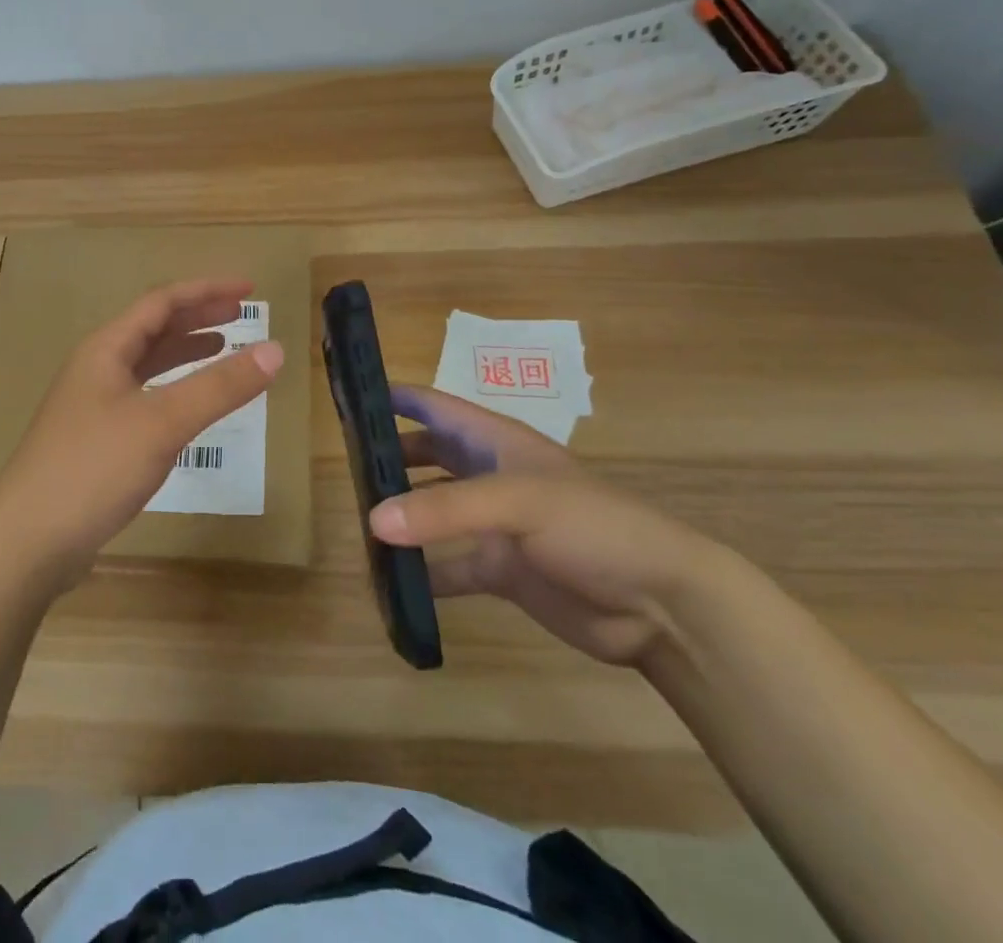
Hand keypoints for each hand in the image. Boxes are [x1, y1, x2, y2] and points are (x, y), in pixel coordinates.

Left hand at [0, 278, 283, 589]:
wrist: (27, 542)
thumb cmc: (93, 468)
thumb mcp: (162, 422)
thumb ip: (219, 386)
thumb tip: (276, 350)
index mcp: (106, 349)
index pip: (162, 302)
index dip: (206, 290)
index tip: (249, 289)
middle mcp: (97, 369)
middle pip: (153, 328)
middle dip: (198, 316)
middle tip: (242, 313)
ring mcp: (93, 405)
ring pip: (147, 364)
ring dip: (185, 351)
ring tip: (224, 347)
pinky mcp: (97, 440)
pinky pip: (144, 397)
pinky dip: (174, 390)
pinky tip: (190, 405)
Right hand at [370, 384, 719, 666]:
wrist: (660, 604)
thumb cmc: (592, 527)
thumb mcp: (518, 503)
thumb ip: (444, 510)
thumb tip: (373, 520)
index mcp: (496, 441)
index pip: (436, 406)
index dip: (395, 397)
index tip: (348, 398)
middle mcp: (490, 476)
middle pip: (428, 455)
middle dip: (389, 457)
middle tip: (342, 467)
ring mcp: (495, 525)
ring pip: (434, 510)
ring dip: (401, 515)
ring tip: (357, 522)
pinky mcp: (502, 570)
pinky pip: (449, 567)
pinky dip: (422, 574)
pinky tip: (390, 583)